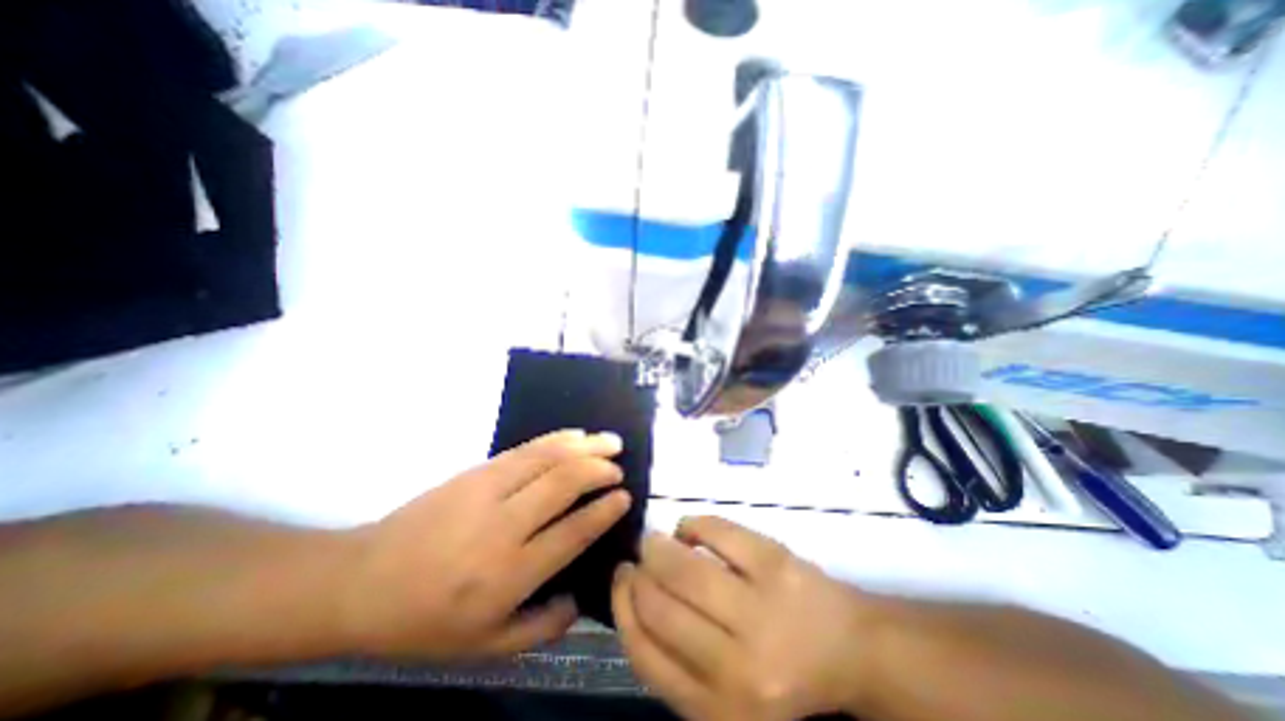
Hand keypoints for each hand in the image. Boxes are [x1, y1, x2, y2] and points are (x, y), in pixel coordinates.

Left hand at [345, 430, 630, 662]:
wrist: (363, 581)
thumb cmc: (426, 620)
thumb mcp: (484, 647)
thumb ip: (541, 628)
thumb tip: (581, 599)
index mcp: (509, 574)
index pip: (573, 532)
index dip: (604, 511)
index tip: (625, 497)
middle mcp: (504, 526)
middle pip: (565, 484)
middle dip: (600, 470)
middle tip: (619, 467)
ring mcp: (488, 490)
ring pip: (549, 458)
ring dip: (585, 446)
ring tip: (611, 441)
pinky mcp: (477, 471)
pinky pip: (527, 448)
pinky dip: (557, 438)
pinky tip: (576, 434)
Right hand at [611, 516, 871, 718]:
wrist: (854, 651)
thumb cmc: (785, 676)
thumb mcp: (728, 698)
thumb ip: (681, 666)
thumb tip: (637, 603)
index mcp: (721, 710)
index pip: (646, 656)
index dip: (623, 610)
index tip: (620, 583)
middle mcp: (738, 665)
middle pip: (659, 607)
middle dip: (636, 575)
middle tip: (636, 559)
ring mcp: (759, 607)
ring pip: (682, 566)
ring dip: (657, 547)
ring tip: (653, 541)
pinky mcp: (774, 562)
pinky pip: (715, 531)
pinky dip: (692, 524)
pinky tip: (689, 530)